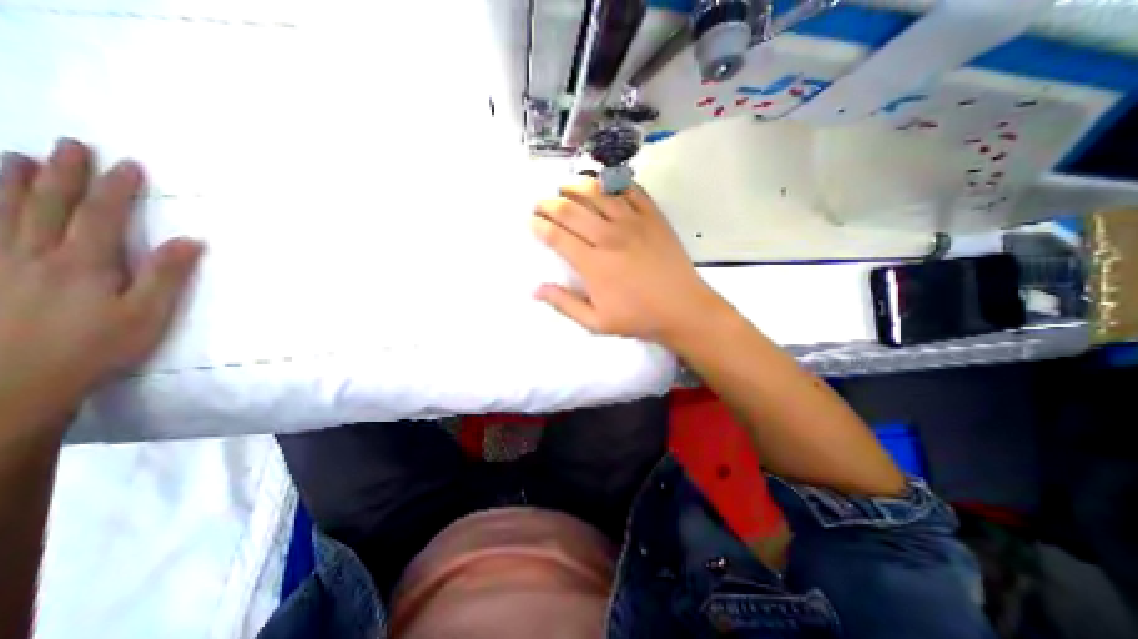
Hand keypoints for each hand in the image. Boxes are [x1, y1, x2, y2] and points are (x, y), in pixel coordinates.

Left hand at [1, 137, 200, 429]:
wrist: (16, 381)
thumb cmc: (98, 346)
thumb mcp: (148, 314)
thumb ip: (167, 275)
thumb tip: (190, 240)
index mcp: (85, 263)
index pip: (103, 215)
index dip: (117, 188)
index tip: (128, 164)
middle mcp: (35, 254)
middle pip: (48, 205)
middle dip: (63, 173)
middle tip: (70, 145)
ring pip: (2, 212)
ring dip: (12, 182)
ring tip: (19, 158)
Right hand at [535, 174, 728, 345]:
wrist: (683, 309)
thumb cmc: (638, 318)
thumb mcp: (597, 322)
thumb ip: (564, 304)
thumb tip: (535, 289)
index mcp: (594, 264)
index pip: (557, 236)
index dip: (539, 226)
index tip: (531, 222)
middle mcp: (610, 237)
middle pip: (572, 210)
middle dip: (549, 203)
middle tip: (541, 204)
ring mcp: (634, 222)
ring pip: (598, 192)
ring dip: (576, 185)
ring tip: (565, 187)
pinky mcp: (653, 216)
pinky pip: (630, 189)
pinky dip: (613, 182)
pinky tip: (603, 183)